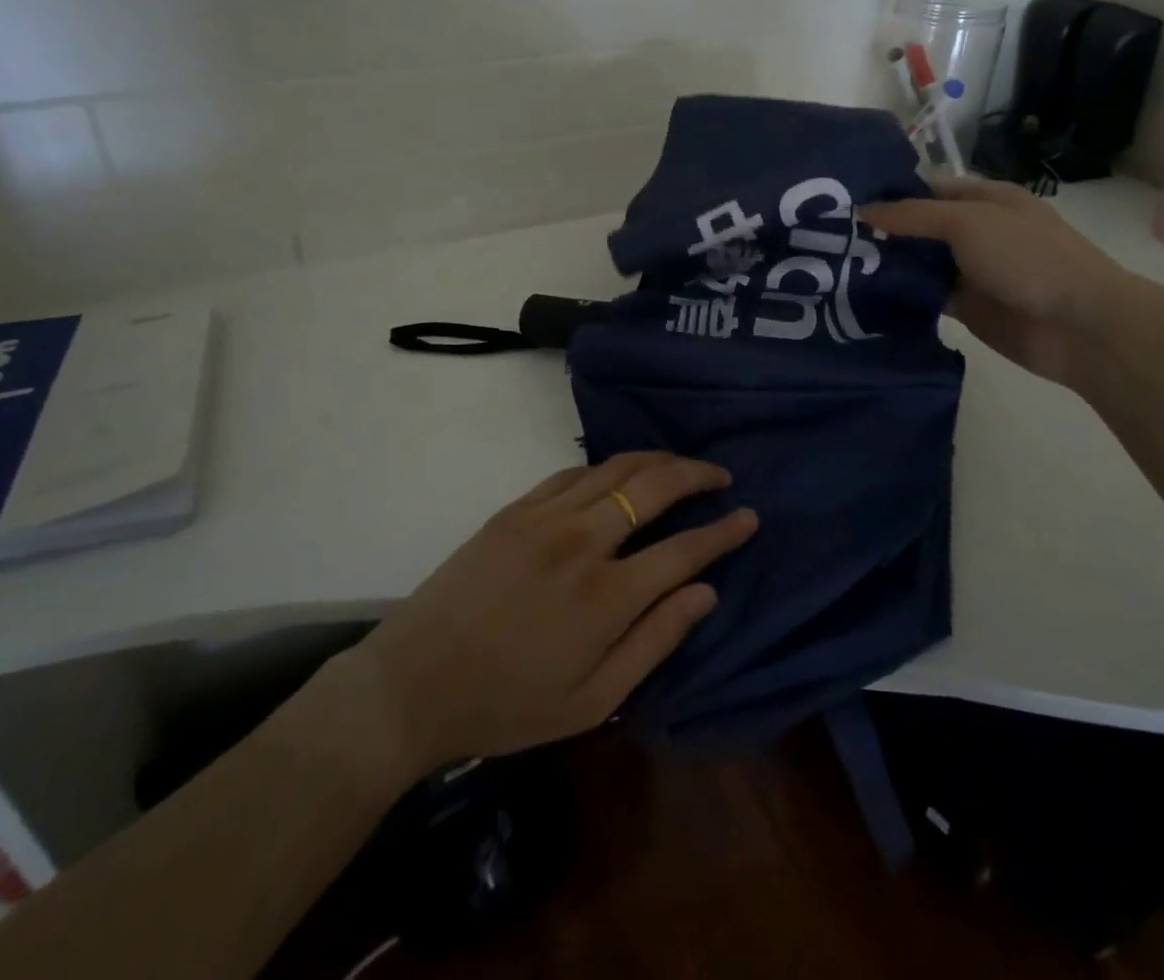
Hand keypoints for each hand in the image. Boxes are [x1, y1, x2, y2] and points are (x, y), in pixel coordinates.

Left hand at [332, 453, 756, 772]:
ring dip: (656, 460)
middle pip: (654, 488)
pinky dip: (605, 467)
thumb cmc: (508, 704)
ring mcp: (545, 518)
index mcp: (606, 596)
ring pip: (615, 469)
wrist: (414, 683)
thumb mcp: (591, 700)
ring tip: (681, 464)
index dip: (723, 531)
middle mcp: (582, 542)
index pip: (684, 549)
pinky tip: (618, 473)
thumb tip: (707, 593)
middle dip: (696, 475)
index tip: (749, 516)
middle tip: (721, 476)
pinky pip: (571, 472)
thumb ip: (655, 641)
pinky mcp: (515, 509)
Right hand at [861, 178, 1148, 385]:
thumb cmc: (1028, 259)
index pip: (926, 188)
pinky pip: (924, 296)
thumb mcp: (968, 223)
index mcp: (983, 199)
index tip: (843, 200)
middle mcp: (975, 231)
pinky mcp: (965, 307)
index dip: (889, 192)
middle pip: (918, 226)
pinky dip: (900, 296)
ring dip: (886, 264)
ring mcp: (970, 270)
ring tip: (835, 264)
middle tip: (828, 235)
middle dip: (880, 229)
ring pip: (918, 263)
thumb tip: (863, 211)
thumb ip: (914, 216)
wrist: (1079, 326)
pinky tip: (862, 295)